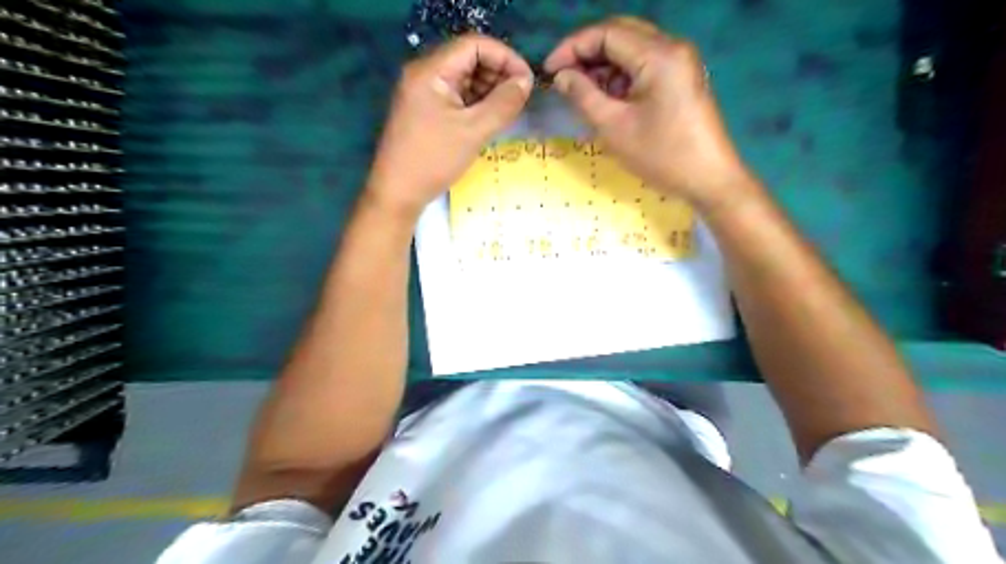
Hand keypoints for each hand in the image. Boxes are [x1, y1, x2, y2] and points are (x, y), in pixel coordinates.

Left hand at [368, 35, 533, 216]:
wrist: (397, 193)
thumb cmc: (434, 160)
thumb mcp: (474, 131)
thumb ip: (503, 103)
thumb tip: (525, 82)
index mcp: (431, 71)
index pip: (474, 45)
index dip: (505, 57)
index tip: (527, 80)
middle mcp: (424, 74)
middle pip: (469, 58)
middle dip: (498, 73)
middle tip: (520, 98)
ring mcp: (423, 92)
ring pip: (464, 78)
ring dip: (489, 89)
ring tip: (508, 110)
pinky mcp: (425, 110)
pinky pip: (456, 96)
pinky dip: (476, 102)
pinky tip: (490, 118)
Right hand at [548, 19, 748, 211]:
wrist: (709, 179)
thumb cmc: (661, 156)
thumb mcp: (614, 128)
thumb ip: (584, 96)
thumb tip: (562, 76)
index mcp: (658, 55)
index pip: (607, 33)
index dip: (573, 47)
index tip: (549, 70)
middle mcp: (672, 47)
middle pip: (620, 33)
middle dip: (586, 52)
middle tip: (562, 77)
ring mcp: (679, 61)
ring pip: (631, 48)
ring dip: (603, 65)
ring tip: (580, 91)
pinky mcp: (680, 77)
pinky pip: (644, 64)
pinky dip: (620, 75)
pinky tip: (606, 97)